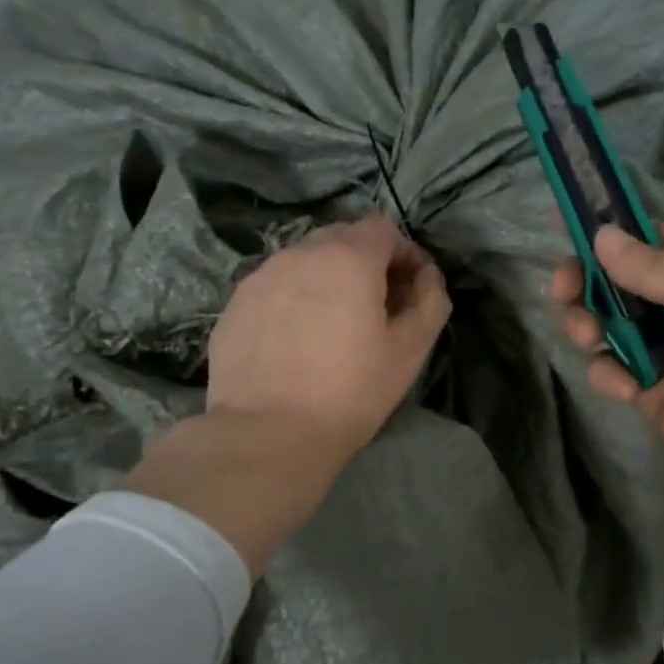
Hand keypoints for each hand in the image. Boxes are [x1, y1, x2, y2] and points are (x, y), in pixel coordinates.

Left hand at [207, 214, 451, 460]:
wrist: (265, 434)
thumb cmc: (348, 392)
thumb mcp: (409, 352)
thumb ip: (429, 302)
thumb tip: (426, 277)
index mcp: (347, 257)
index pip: (382, 228)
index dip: (402, 254)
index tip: (407, 290)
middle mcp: (300, 253)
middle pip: (341, 238)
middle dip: (363, 263)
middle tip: (372, 308)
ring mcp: (261, 276)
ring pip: (304, 262)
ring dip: (325, 281)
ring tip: (329, 327)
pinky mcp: (234, 303)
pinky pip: (275, 287)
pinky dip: (292, 301)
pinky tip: (293, 343)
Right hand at [552, 224, 663, 509]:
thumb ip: (658, 268)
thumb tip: (600, 236)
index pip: (650, 240)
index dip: (610, 236)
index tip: (568, 235)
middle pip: (617, 280)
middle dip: (586, 283)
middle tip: (564, 295)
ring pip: (606, 322)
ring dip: (588, 326)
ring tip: (590, 340)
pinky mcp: (649, 387)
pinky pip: (611, 367)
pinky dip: (608, 373)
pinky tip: (626, 389)